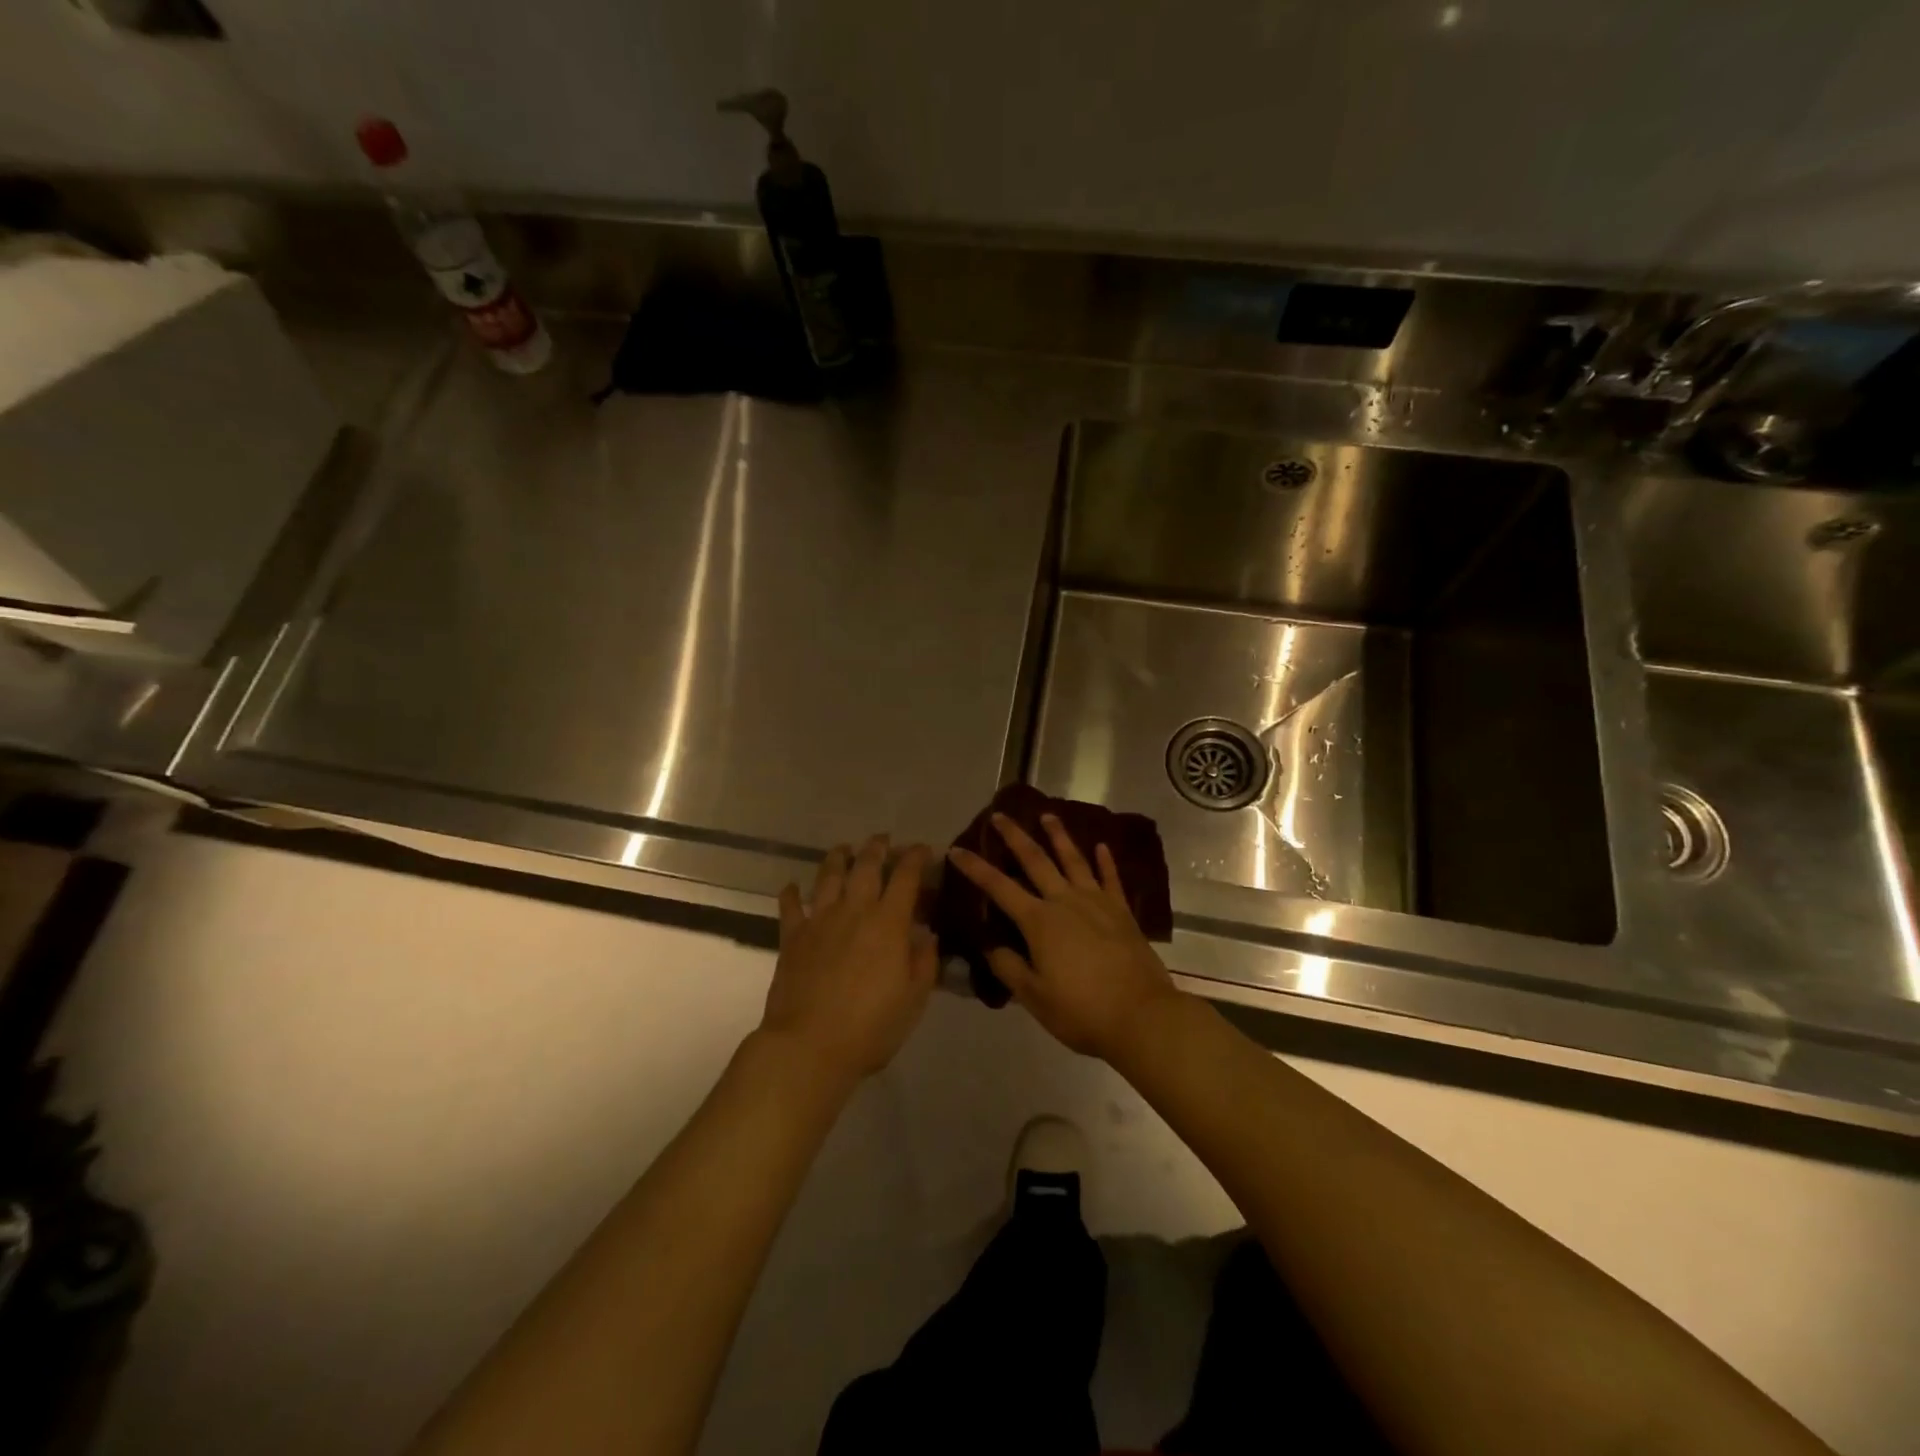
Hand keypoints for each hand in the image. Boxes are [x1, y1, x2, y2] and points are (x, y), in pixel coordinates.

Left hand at [763, 835, 936, 1086]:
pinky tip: (792, 886)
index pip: (906, 877)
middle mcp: (854, 911)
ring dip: (838, 857)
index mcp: (889, 923)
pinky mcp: (792, 937)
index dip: (916, 858)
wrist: (809, 1046)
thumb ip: (924, 962)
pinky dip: (791, 893)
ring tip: (844, 848)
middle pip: (866, 866)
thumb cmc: (870, 1027)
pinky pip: (790, 906)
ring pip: (828, 876)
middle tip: (883, 840)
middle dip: (878, 848)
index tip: (924, 849)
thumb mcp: (914, 999)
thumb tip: (927, 936)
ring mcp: (819, 921)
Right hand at [948, 812, 1179, 1060]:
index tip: (956, 849)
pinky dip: (1106, 861)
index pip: (999, 887)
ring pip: (1074, 860)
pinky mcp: (1122, 912)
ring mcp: (1097, 902)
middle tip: (1001, 814)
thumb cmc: (1082, 1010)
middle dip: (1015, 837)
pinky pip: (1111, 878)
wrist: (1141, 1016)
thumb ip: (1009, 967)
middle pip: (1036, 861)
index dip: (975, 868)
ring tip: (1049, 815)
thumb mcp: (1034, 997)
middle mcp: (1065, 901)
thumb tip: (991, 946)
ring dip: (1059, 836)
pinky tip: (1102, 846)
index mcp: (1039, 921)